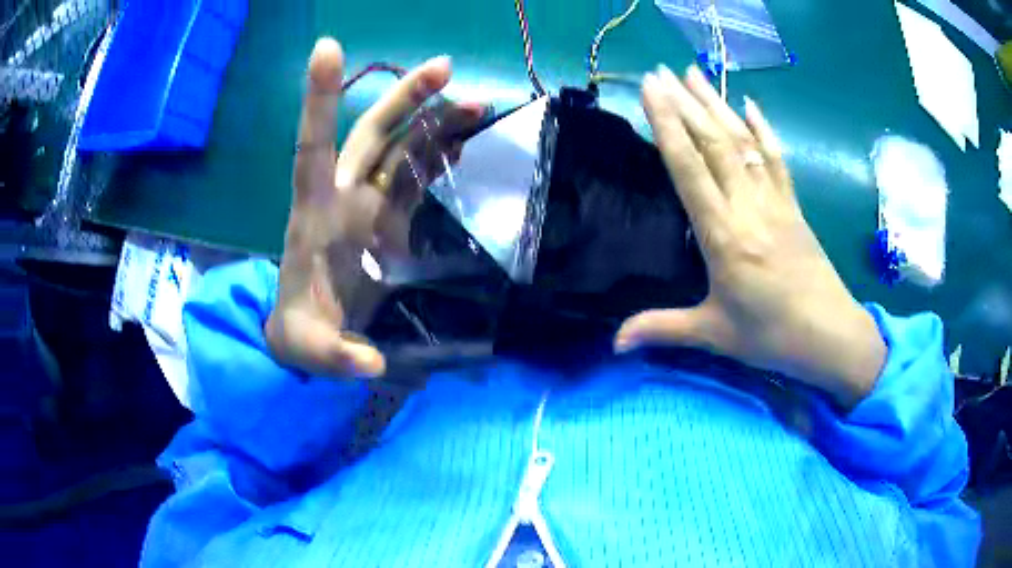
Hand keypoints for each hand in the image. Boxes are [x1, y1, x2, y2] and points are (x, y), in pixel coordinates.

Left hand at [265, 38, 481, 378]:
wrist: (307, 333)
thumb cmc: (300, 334)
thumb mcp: (310, 351)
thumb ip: (334, 356)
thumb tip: (370, 364)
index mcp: (313, 215)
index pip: (311, 147)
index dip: (318, 99)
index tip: (326, 47)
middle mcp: (341, 197)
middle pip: (371, 133)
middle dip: (405, 98)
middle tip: (446, 68)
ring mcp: (368, 204)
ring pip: (402, 147)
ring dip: (435, 121)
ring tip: (477, 103)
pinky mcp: (389, 218)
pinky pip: (417, 176)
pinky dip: (440, 155)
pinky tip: (465, 144)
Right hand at [615, 65, 885, 408]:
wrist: (830, 335)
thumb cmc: (771, 337)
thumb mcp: (714, 335)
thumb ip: (663, 330)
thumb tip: (614, 344)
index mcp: (724, 237)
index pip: (689, 168)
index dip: (667, 125)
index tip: (650, 90)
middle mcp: (749, 208)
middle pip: (714, 143)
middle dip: (685, 102)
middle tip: (660, 70)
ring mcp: (775, 202)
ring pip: (742, 142)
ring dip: (716, 104)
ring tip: (693, 73)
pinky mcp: (794, 206)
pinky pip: (776, 159)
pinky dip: (762, 129)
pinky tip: (750, 104)